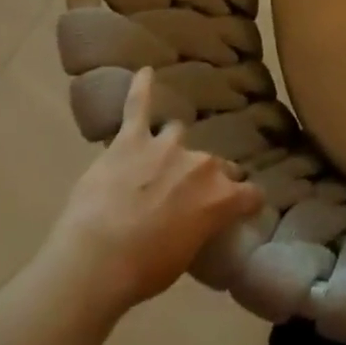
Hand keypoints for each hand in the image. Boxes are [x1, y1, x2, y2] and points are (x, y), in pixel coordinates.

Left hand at [39, 69, 263, 323]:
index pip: (250, 193)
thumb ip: (199, 227)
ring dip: (170, 147)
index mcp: (220, 197)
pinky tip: (145, 72)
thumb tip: (198, 219)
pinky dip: (141, 88)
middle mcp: (201, 164)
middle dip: (203, 177)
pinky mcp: (130, 141)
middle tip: (185, 197)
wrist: (95, 264)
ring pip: (177, 134)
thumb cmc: (142, 272)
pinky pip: (137, 107)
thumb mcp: (185, 257)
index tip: (244, 205)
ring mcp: (165, 147)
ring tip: (156, 160)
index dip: (246, 201)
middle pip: (214, 164)